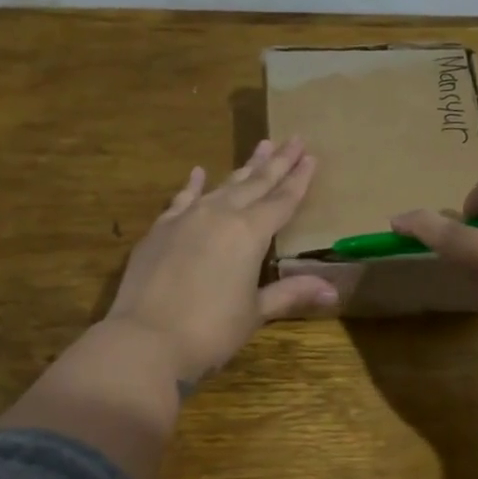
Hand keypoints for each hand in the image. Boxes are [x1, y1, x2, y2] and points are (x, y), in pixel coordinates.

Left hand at [106, 137, 338, 388]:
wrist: (145, 339)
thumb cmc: (210, 331)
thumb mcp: (255, 313)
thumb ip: (290, 293)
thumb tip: (332, 291)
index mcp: (250, 233)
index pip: (282, 201)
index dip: (299, 180)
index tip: (311, 156)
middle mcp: (220, 215)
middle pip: (255, 184)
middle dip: (277, 162)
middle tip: (294, 139)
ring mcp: (187, 218)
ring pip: (223, 185)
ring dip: (243, 168)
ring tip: (260, 147)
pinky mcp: (160, 229)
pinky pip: (183, 198)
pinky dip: (194, 185)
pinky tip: (199, 171)